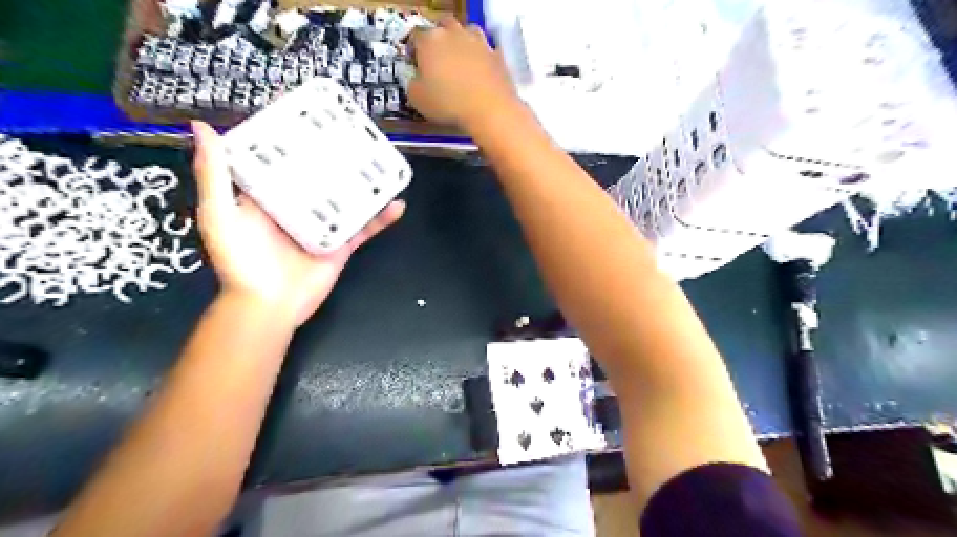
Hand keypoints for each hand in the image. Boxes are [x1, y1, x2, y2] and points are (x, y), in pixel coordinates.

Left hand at [191, 122, 403, 327]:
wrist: (268, 307)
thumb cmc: (240, 261)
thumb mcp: (219, 214)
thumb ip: (214, 174)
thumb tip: (204, 126)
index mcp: (269, 195)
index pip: (282, 159)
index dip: (293, 136)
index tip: (309, 111)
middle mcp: (298, 206)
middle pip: (320, 175)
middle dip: (336, 155)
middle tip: (355, 132)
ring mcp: (323, 225)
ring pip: (347, 198)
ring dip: (364, 183)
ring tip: (381, 161)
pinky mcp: (342, 244)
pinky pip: (365, 228)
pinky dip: (382, 218)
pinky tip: (398, 204)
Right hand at [408, 17, 519, 128]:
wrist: (490, 110)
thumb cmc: (448, 104)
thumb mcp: (417, 99)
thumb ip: (413, 84)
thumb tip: (417, 79)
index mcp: (430, 40)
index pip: (416, 36)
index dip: (414, 50)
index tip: (416, 64)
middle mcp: (454, 33)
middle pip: (444, 25)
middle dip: (440, 38)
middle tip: (439, 59)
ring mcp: (479, 41)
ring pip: (468, 32)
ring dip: (463, 42)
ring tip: (462, 62)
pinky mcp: (497, 54)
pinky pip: (487, 51)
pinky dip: (482, 58)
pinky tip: (481, 73)